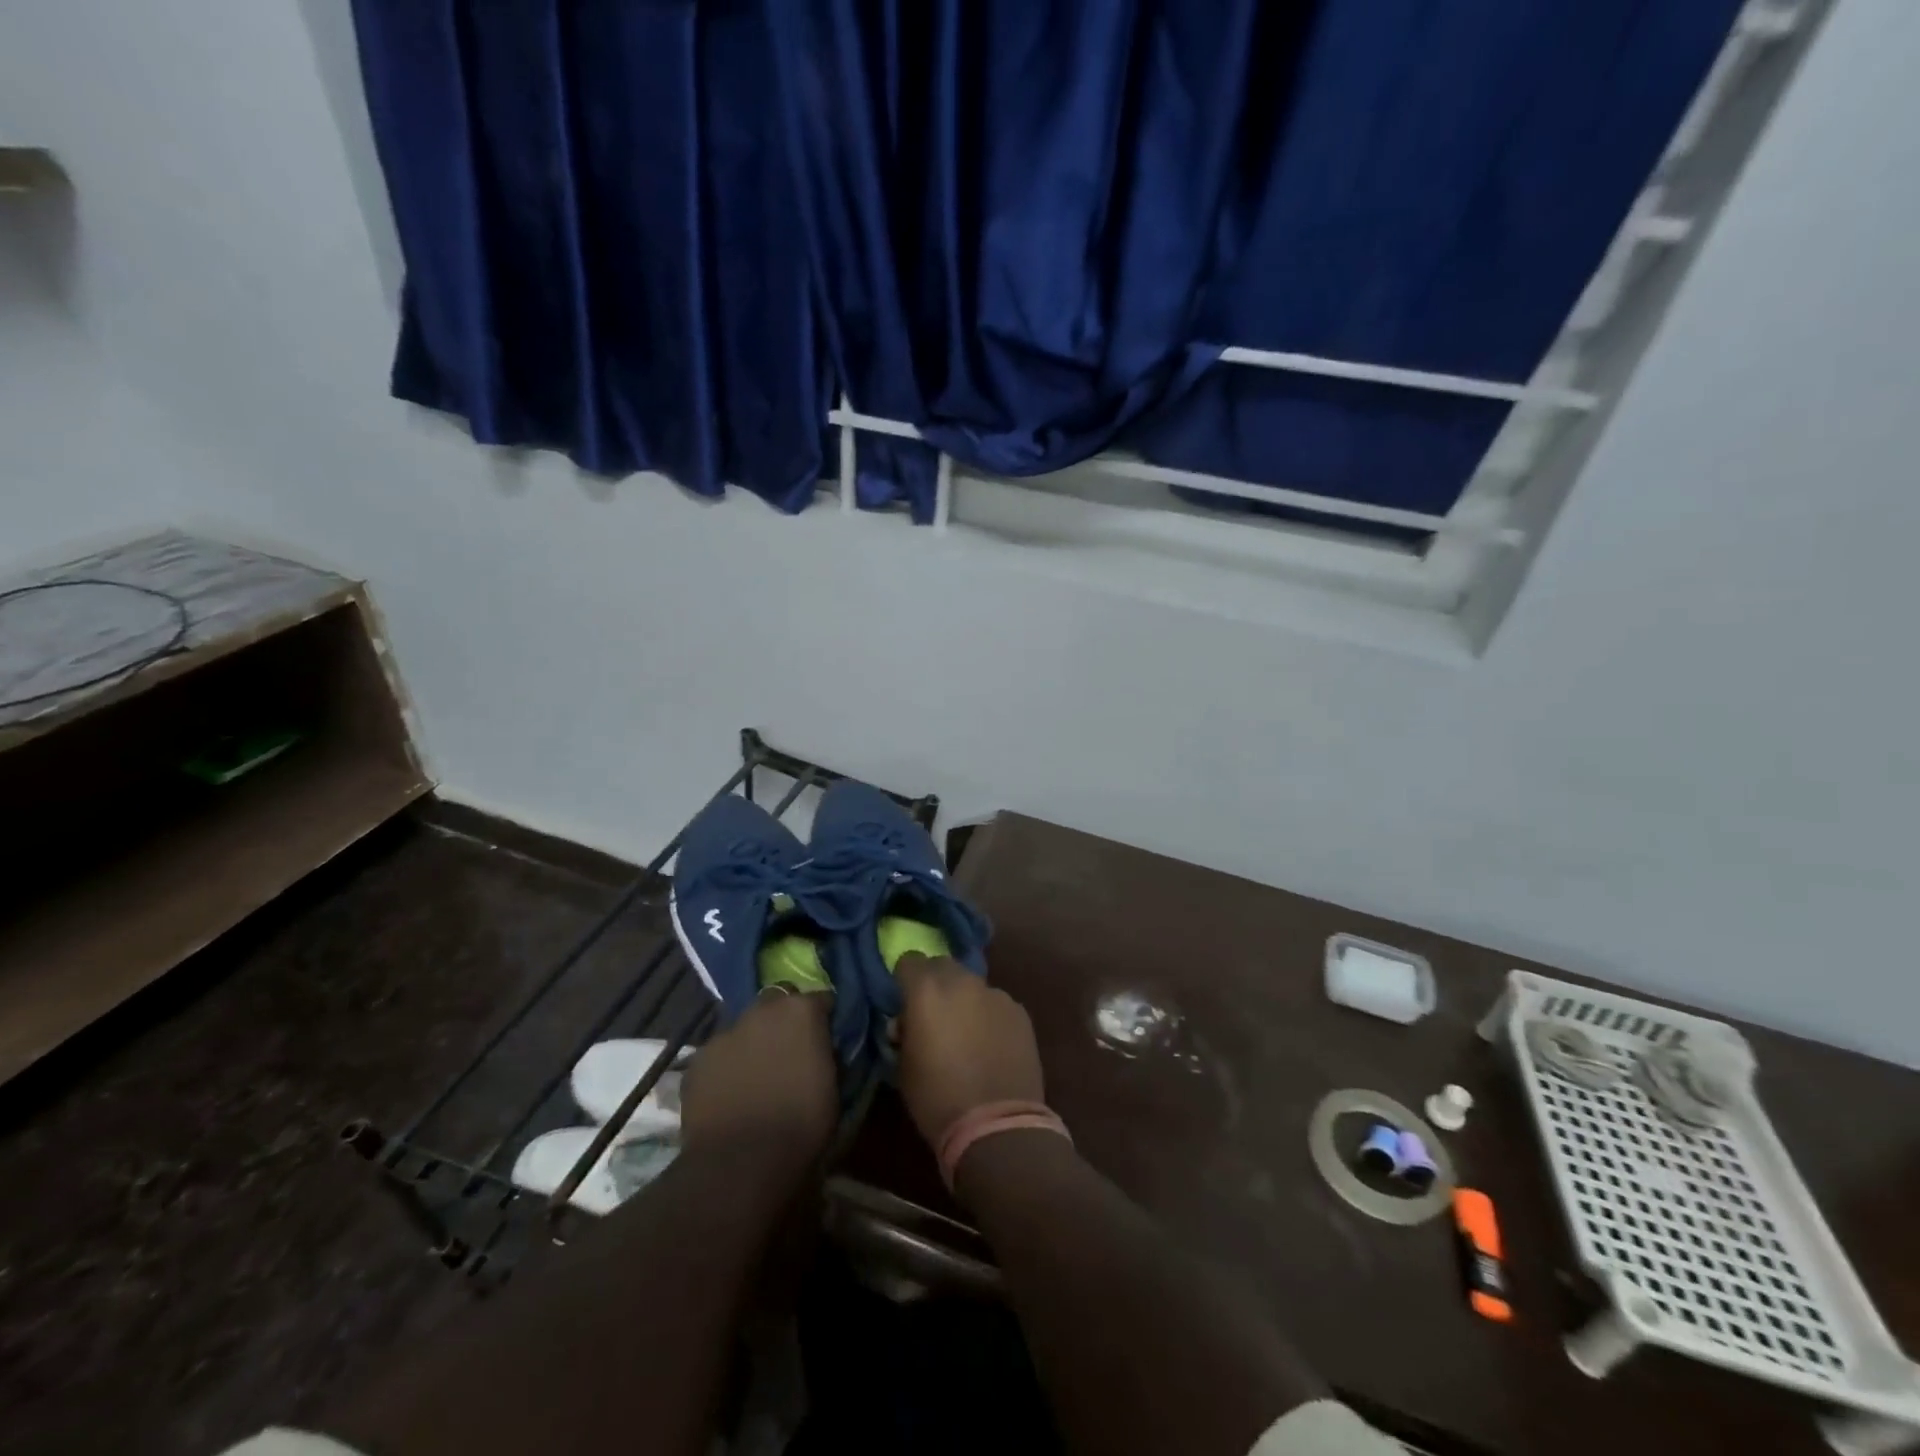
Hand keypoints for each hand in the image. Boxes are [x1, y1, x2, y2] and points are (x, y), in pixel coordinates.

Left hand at [679, 992, 836, 1164]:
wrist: (741, 1162)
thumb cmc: (801, 1124)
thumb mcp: (832, 1085)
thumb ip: (824, 1054)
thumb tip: (819, 1049)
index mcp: (801, 1011)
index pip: (819, 999)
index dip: (822, 1018)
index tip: (825, 1037)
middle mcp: (761, 1011)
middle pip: (776, 1004)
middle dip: (782, 1021)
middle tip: (787, 1052)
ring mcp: (724, 1033)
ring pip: (743, 1029)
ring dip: (751, 1044)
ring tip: (755, 1077)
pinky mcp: (697, 1060)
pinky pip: (718, 1056)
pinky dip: (725, 1068)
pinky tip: (729, 1095)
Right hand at [895, 953, 1044, 1146]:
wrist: (997, 1125)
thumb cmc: (938, 1098)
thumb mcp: (903, 1067)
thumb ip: (904, 1032)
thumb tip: (907, 1022)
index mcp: (926, 991)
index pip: (909, 961)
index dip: (904, 979)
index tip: (905, 1001)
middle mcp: (962, 982)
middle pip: (943, 966)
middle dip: (935, 983)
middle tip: (934, 1014)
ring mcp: (995, 994)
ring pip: (972, 985)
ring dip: (964, 1000)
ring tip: (967, 1033)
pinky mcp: (1019, 1011)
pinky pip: (996, 1004)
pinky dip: (989, 1016)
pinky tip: (991, 1045)